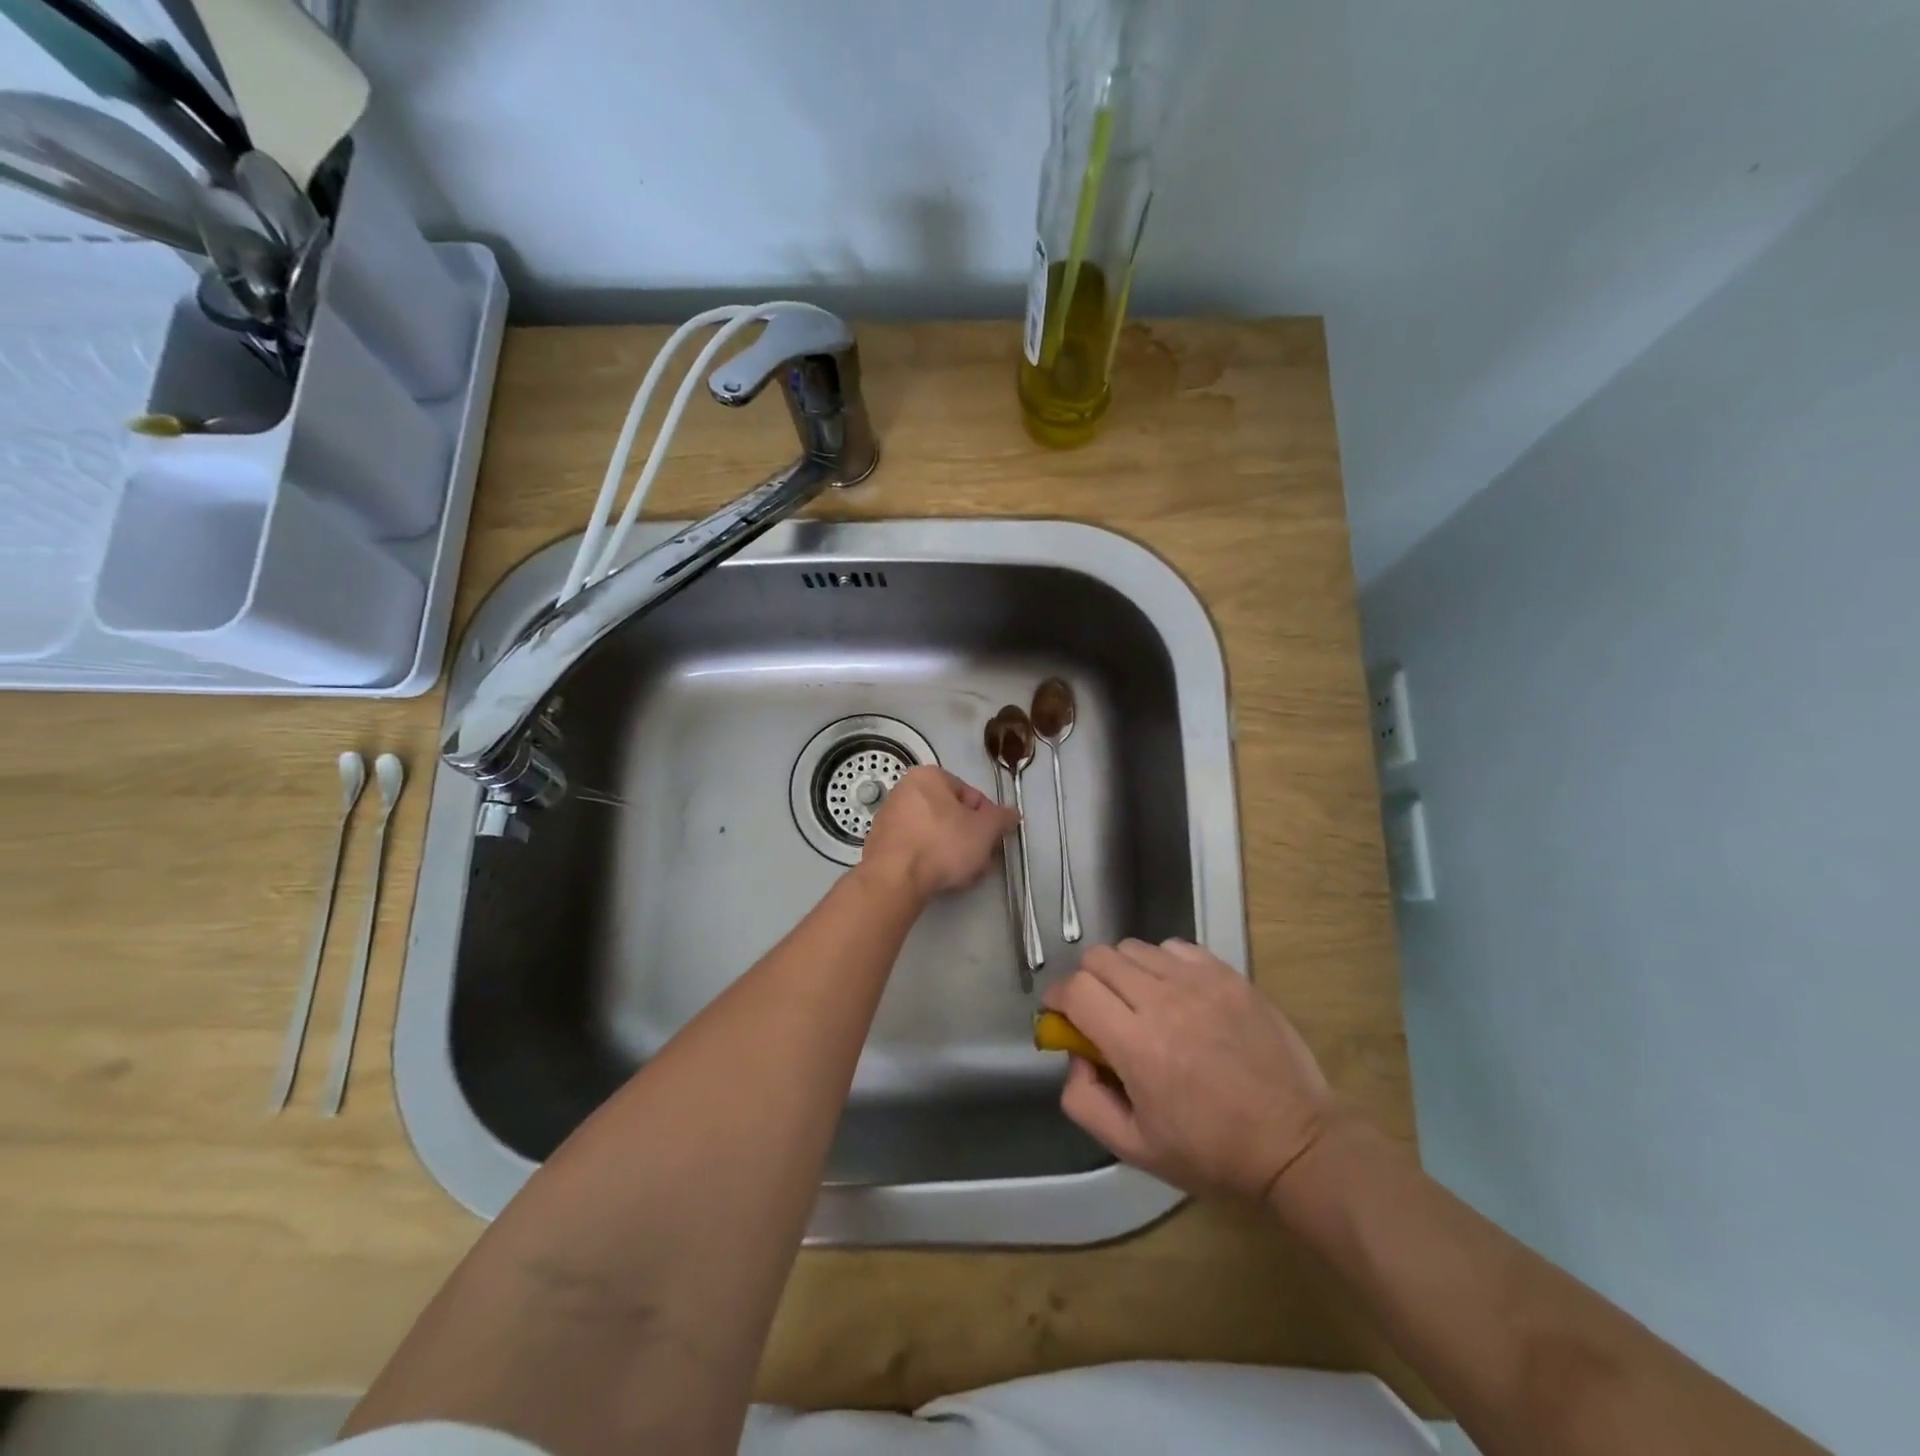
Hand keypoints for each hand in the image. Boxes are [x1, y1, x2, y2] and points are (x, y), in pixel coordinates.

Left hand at [859, 766, 1019, 902]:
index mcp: (928, 776)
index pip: (970, 794)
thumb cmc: (943, 844)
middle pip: (951, 814)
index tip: (993, 840)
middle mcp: (904, 790)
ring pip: (934, 833)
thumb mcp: (985, 830)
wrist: (895, 879)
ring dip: (953, 851)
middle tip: (983, 859)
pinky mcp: (880, 844)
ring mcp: (888, 817)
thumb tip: (1012, 814)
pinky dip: (930, 859)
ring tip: (965, 873)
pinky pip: (915, 848)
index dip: (988, 819)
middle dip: (970, 837)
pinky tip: (940, 878)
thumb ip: (1002, 818)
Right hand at [1042, 939, 1337, 1202]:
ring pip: (1135, 948)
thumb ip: (1084, 1100)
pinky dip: (1162, 964)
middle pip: (1099, 958)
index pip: (1076, 989)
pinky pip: (1175, 948)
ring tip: (1139, 1003)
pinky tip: (1176, 994)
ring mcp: (1200, 982)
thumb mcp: (1134, 1148)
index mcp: (1138, 1047)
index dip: (1058, 998)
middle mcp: (1165, 1002)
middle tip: (1099, 1012)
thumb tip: (1075, 1055)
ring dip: (1123, 971)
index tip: (1061, 1016)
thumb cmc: (1212, 1153)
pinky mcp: (1228, 975)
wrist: (1296, 1143)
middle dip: (1086, 982)